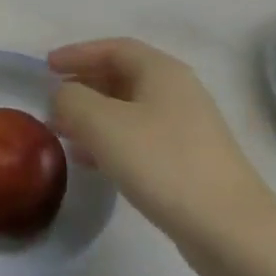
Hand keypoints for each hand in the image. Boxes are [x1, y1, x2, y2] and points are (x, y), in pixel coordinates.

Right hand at [48, 38, 275, 274]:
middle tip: (53, 101)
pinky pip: (140, 137)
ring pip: (129, 110)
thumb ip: (72, 100)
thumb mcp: (103, 124)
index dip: (77, 53)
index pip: (113, 48)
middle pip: (122, 76)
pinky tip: (91, 161)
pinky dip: (110, 141)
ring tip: (63, 133)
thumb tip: (63, 97)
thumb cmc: (162, 162)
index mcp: (162, 71)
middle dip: (84, 86)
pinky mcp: (188, 160)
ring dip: (93, 116)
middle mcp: (178, 91)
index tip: (46, 66)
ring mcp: (187, 127)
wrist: (229, 228)